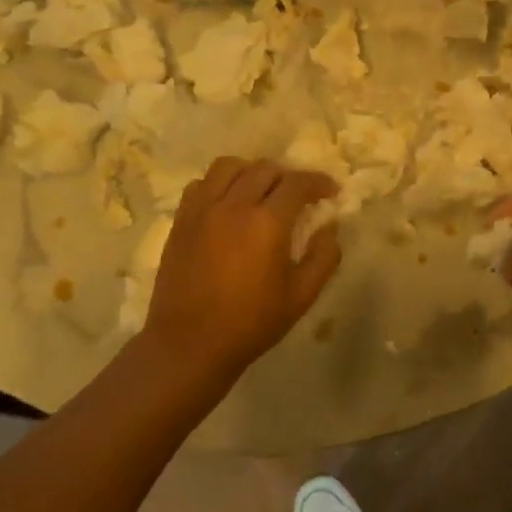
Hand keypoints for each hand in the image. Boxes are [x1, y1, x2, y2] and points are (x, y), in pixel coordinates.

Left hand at [143, 157, 341, 379]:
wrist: (189, 345)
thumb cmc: (251, 323)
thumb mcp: (301, 296)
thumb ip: (324, 257)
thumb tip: (330, 227)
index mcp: (267, 222)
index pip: (298, 183)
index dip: (318, 182)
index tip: (329, 192)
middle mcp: (234, 205)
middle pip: (265, 169)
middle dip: (288, 177)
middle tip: (298, 196)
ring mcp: (203, 209)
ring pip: (229, 166)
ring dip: (251, 171)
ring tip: (260, 190)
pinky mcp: (182, 219)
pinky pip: (202, 183)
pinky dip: (220, 183)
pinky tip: (228, 203)